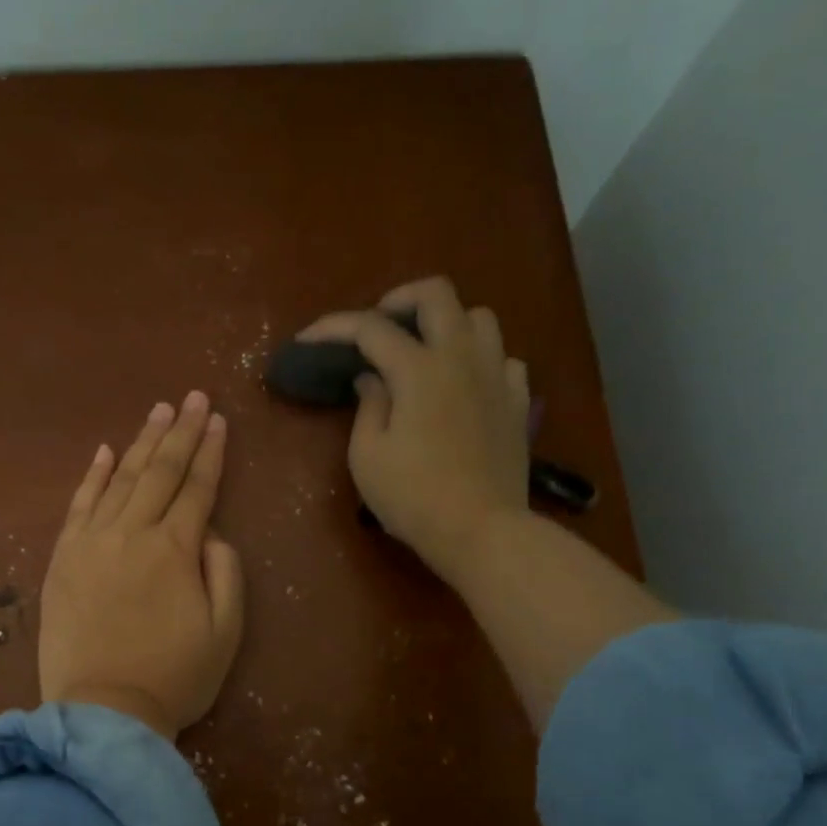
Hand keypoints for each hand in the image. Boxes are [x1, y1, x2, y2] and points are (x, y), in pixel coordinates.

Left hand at [40, 391, 245, 740]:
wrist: (103, 712)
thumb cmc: (174, 677)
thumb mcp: (226, 631)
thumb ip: (225, 572)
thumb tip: (210, 532)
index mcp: (175, 550)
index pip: (197, 488)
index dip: (210, 452)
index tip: (218, 419)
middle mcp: (132, 533)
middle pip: (159, 472)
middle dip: (180, 431)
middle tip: (192, 397)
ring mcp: (91, 543)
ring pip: (120, 480)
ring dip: (140, 443)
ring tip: (157, 411)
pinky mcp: (62, 559)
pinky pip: (78, 506)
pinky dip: (92, 477)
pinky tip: (104, 452)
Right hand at [297, 277, 531, 584]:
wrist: (482, 531)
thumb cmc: (414, 497)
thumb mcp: (368, 456)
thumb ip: (368, 407)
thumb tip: (372, 379)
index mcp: (419, 369)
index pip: (370, 328)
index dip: (333, 327)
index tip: (308, 340)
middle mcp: (461, 358)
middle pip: (436, 294)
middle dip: (400, 299)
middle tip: (379, 327)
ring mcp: (496, 376)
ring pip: (479, 318)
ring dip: (446, 324)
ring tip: (425, 351)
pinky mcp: (518, 402)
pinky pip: (503, 359)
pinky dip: (480, 360)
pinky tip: (464, 384)